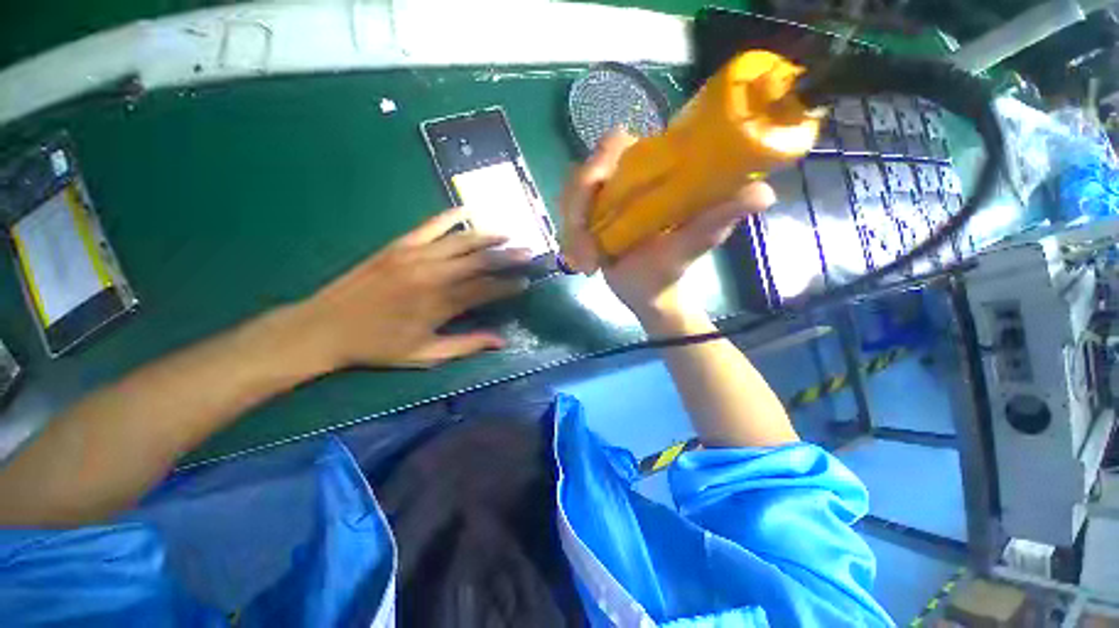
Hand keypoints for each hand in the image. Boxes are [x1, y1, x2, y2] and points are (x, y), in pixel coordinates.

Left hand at [291, 207, 529, 369]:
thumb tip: (502, 341)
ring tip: (508, 234)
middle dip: (508, 255)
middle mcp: (433, 275)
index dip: (508, 285)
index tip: (526, 282)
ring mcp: (415, 256)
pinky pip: (430, 226)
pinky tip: (467, 211)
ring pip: (461, 241)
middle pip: (480, 260)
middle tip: (529, 252)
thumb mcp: (425, 354)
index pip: (486, 289)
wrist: (324, 327)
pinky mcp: (399, 246)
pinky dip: (450, 217)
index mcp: (440, 304)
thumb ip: (466, 345)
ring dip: (488, 236)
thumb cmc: (378, 347)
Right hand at [560, 131, 775, 328]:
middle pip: (582, 174)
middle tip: (587, 255)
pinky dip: (567, 241)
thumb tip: (762, 193)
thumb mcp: (693, 245)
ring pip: (568, 198)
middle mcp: (624, 178)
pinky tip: (580, 264)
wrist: (647, 294)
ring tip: (586, 265)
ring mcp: (601, 199)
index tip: (595, 197)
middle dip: (577, 213)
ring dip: (571, 233)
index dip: (599, 163)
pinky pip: (564, 218)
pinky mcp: (587, 217)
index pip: (616, 144)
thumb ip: (718, 219)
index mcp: (652, 172)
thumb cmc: (671, 270)